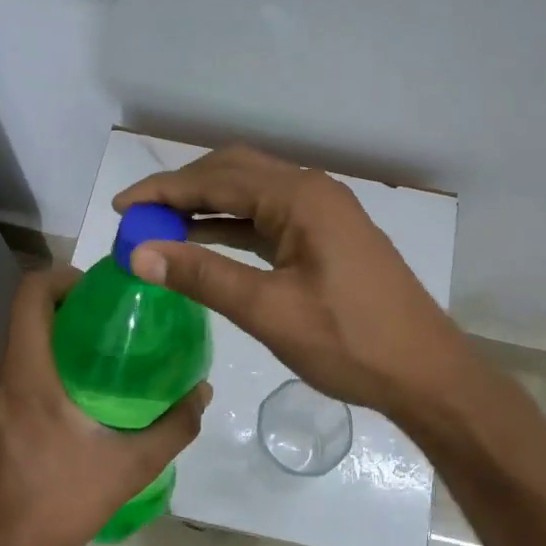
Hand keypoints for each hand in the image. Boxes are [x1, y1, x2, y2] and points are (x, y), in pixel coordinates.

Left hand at [0, 267, 210, 545]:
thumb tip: (203, 391)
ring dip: (53, 337)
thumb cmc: (64, 502)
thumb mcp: (132, 466)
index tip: (98, 289)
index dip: (62, 277)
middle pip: (24, 314)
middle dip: (67, 306)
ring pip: (17, 342)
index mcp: (25, 375)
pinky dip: (38, 362)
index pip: (29, 294)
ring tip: (97, 353)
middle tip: (111, 320)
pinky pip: (10, 368)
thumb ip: (174, 426)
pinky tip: (71, 391)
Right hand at [113, 144, 471, 417]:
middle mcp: (312, 191)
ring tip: (160, 230)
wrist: (425, 372)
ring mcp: (324, 213)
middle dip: (183, 191)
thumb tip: (140, 253)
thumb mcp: (269, 310)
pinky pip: (269, 219)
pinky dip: (233, 228)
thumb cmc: (350, 342)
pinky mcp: (328, 237)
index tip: (120, 208)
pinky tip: (205, 244)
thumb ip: (203, 276)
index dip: (163, 191)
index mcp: (300, 197)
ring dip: (207, 207)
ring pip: (252, 195)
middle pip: (234, 173)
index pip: (216, 180)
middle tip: (139, 217)